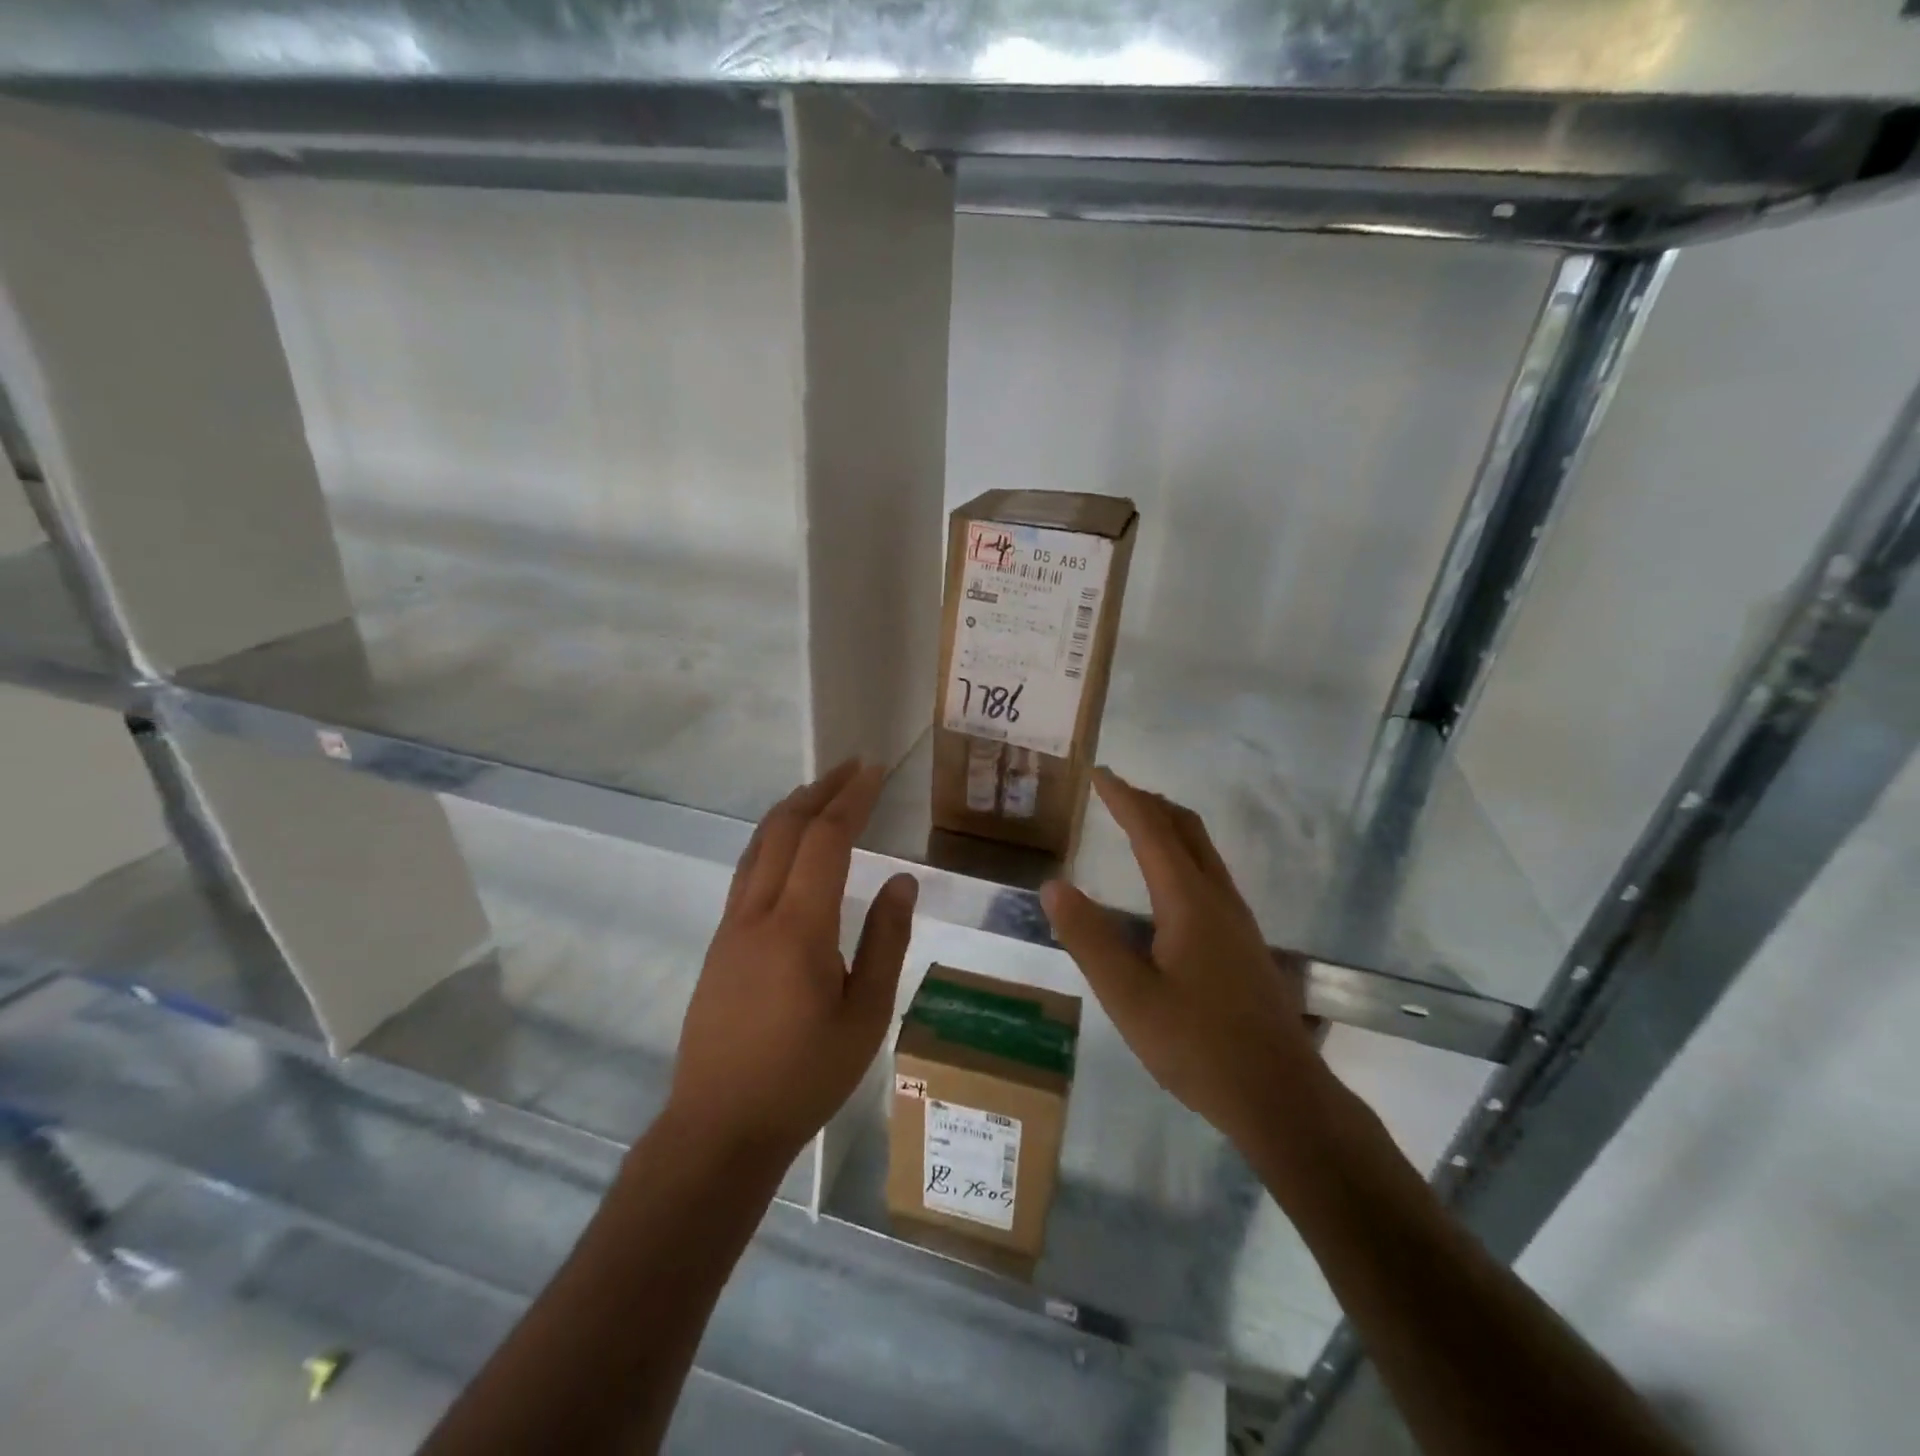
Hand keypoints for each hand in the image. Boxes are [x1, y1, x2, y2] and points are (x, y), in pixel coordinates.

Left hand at [669, 760, 918, 1162]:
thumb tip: (901, 879)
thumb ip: (886, 941)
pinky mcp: (719, 943)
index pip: (826, 840)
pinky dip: (773, 838)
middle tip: (854, 767)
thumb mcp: (866, 1016)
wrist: (719, 1128)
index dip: (852, 798)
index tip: (875, 770)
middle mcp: (757, 913)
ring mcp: (731, 926)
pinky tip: (789, 846)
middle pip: (786, 829)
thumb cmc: (804, 1077)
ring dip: (792, 809)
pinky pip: (747, 870)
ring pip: (758, 845)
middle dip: (821, 790)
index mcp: (798, 928)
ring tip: (823, 790)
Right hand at [1041, 768, 1322, 1153]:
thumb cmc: (1198, 1045)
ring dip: (1168, 827)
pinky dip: (1181, 854)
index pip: (1151, 830)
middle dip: (1149, 803)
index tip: (1098, 773)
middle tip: (1114, 791)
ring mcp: (1237, 920)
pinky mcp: (1244, 943)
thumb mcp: (1128, 996)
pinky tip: (1167, 885)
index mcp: (1188, 900)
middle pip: (1186, 829)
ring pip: (1202, 851)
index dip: (1123, 797)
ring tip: (1135, 824)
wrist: (1280, 1097)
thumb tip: (1053, 885)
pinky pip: (1209, 874)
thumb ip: (1089, 938)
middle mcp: (1218, 898)